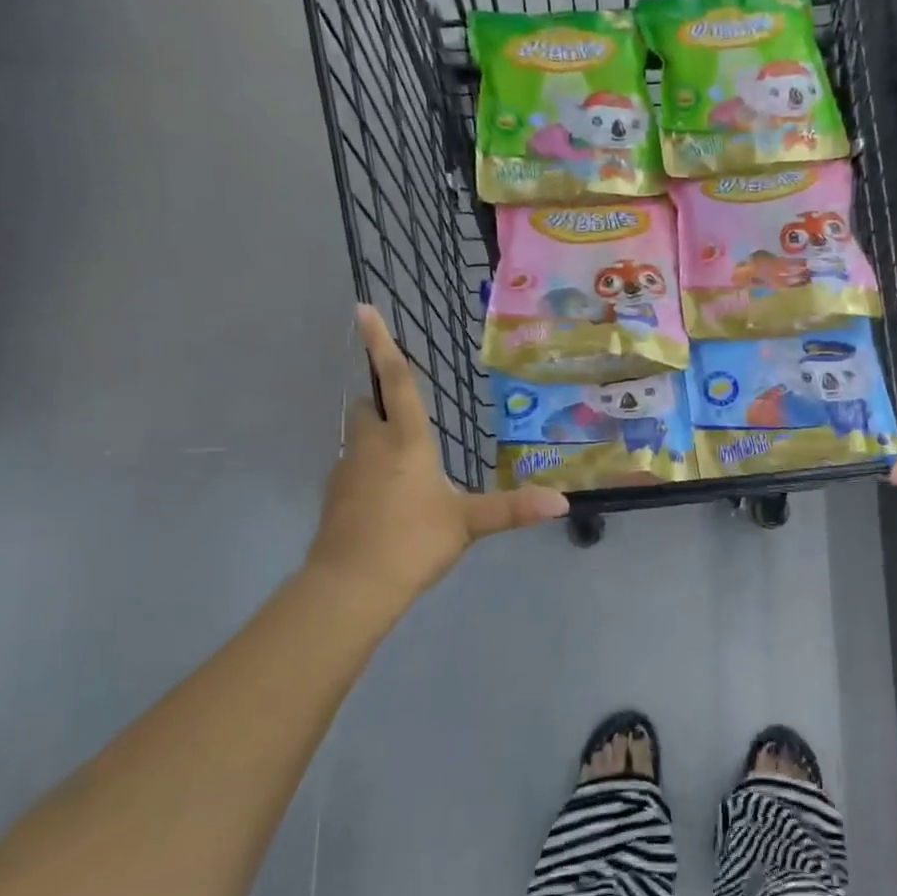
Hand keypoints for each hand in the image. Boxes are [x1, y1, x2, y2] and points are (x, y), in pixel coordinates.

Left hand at [307, 306, 567, 606]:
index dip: (380, 344)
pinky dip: (367, 473)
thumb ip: (513, 509)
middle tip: (408, 421)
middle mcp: (370, 446)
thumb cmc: (412, 541)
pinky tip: (387, 503)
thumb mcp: (468, 523)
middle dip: (381, 402)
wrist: (350, 586)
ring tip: (406, 471)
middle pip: (367, 407)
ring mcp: (345, 472)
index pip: (396, 382)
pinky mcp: (334, 499)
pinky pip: (351, 470)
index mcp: (405, 441)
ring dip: (376, 439)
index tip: (360, 308)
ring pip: (357, 439)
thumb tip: (562, 502)